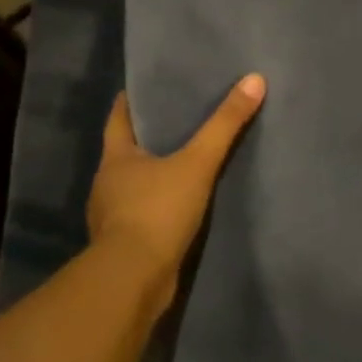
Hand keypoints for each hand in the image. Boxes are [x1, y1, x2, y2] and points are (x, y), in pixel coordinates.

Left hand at [86, 75, 265, 301]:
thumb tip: (254, 79)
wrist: (132, 282)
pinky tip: (179, 206)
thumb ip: (225, 125)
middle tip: (176, 120)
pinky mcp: (125, 246)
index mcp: (116, 160)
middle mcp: (107, 185)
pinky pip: (142, 215)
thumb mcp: (197, 163)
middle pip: (125, 152)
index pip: (118, 119)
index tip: (143, 87)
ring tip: (183, 162)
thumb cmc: (156, 212)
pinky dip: (158, 207)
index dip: (129, 102)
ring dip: (153, 175)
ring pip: (134, 186)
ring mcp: (112, 218)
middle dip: (147, 138)